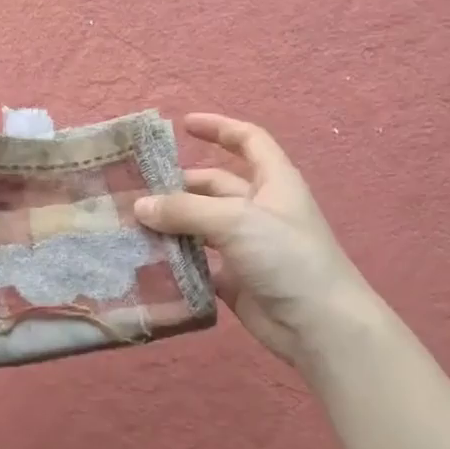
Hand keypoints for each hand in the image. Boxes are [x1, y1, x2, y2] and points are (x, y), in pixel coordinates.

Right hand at [135, 113, 373, 369]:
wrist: (318, 324)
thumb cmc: (286, 257)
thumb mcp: (236, 221)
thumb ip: (186, 210)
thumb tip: (140, 206)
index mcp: (273, 182)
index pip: (248, 141)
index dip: (220, 128)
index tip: (184, 124)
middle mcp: (260, 209)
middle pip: (215, 186)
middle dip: (180, 185)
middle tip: (136, 189)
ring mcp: (247, 247)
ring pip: (202, 226)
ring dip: (173, 224)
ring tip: (131, 224)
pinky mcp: (234, 280)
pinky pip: (199, 264)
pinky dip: (176, 261)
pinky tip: (145, 260)